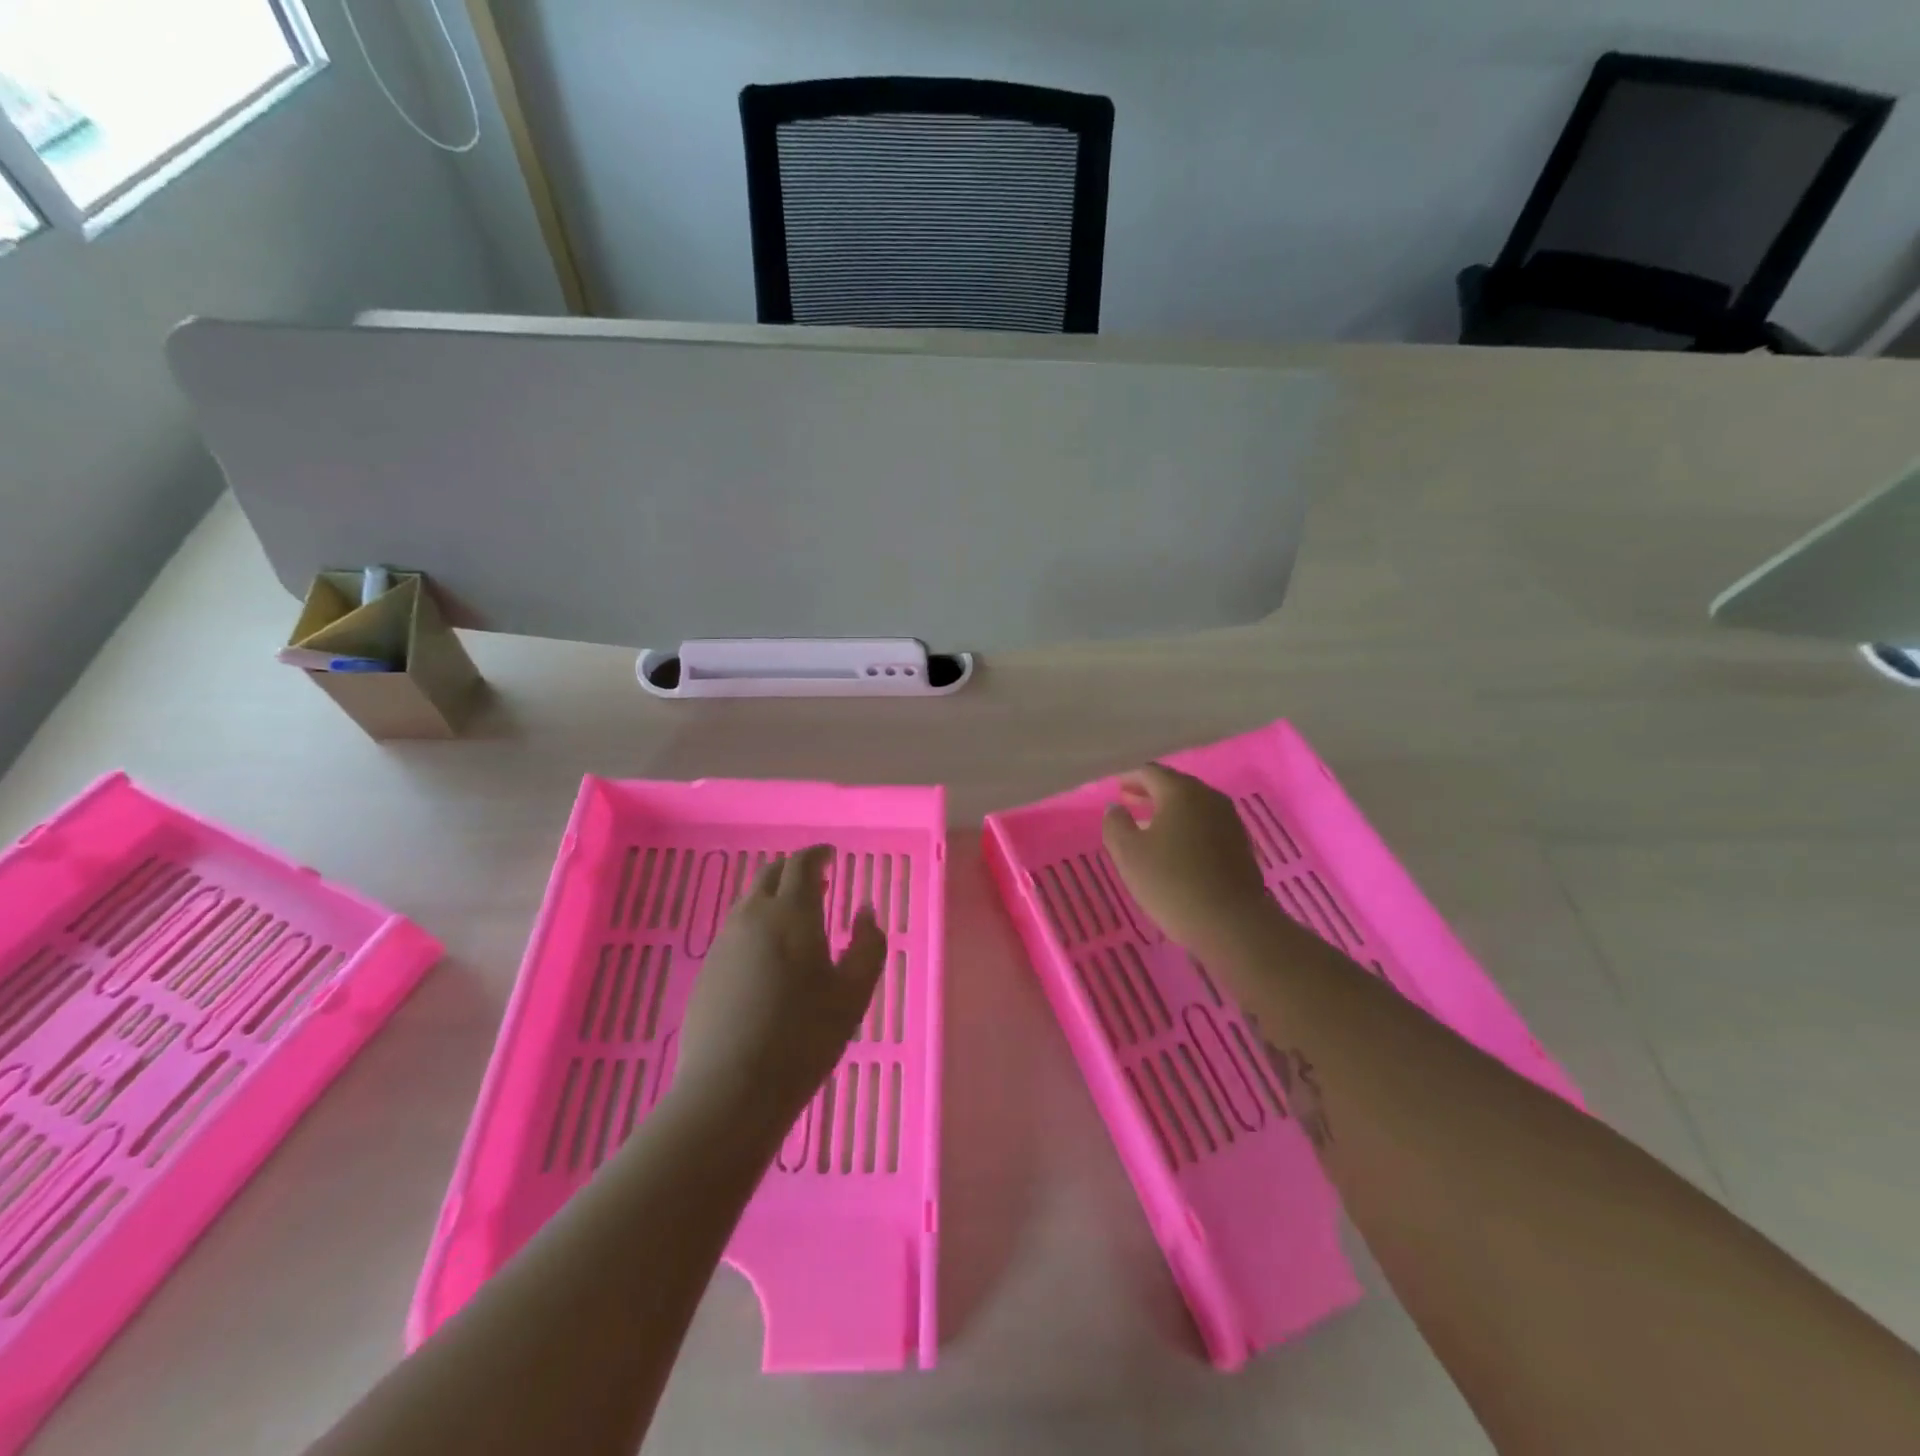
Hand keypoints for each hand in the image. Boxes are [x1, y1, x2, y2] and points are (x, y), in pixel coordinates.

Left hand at [672, 846, 886, 1130]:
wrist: (731, 1088)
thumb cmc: (804, 1036)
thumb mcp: (854, 992)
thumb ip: (869, 945)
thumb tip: (865, 911)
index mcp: (792, 913)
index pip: (802, 864)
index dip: (817, 855)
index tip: (831, 856)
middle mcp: (752, 917)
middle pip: (770, 875)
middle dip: (794, 870)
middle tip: (817, 883)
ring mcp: (724, 943)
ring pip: (749, 902)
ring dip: (773, 898)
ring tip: (795, 919)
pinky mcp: (707, 971)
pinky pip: (735, 931)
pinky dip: (756, 926)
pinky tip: (768, 957)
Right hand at [1102, 764, 1271, 956]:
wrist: (1231, 923)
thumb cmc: (1172, 883)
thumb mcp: (1129, 854)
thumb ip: (1116, 824)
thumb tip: (1116, 807)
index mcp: (1181, 792)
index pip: (1151, 773)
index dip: (1130, 778)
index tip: (1116, 789)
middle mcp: (1209, 798)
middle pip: (1175, 786)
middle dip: (1150, 792)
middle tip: (1129, 802)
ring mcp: (1230, 821)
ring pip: (1193, 806)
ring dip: (1170, 811)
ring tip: (1150, 825)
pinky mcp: (1241, 845)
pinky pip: (1207, 825)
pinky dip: (1188, 827)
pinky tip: (1177, 847)